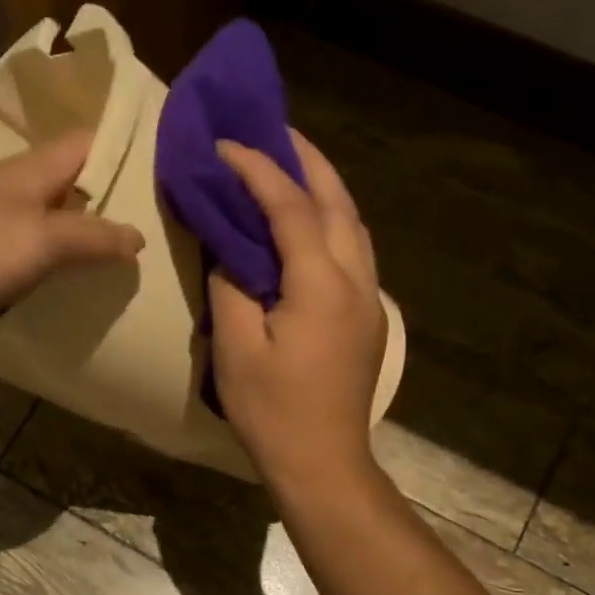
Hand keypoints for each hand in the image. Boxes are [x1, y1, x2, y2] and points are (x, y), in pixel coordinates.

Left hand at [0, 130, 144, 344]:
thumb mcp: (40, 241)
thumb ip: (91, 237)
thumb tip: (138, 237)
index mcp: (29, 171)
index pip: (85, 144)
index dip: (122, 151)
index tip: (162, 173)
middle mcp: (10, 189)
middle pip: (68, 184)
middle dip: (106, 201)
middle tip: (152, 227)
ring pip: (46, 220)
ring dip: (79, 237)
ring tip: (120, 262)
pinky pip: (24, 253)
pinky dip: (50, 265)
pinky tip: (67, 286)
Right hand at [209, 130, 385, 490]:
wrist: (323, 463)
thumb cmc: (273, 412)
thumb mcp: (237, 349)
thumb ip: (232, 286)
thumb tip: (229, 246)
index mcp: (322, 286)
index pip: (292, 208)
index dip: (258, 170)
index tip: (225, 145)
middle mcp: (357, 281)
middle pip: (339, 202)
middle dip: (307, 160)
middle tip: (272, 131)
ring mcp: (370, 300)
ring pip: (353, 224)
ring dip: (324, 187)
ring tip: (290, 164)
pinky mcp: (368, 317)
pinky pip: (353, 250)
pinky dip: (330, 220)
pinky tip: (306, 222)